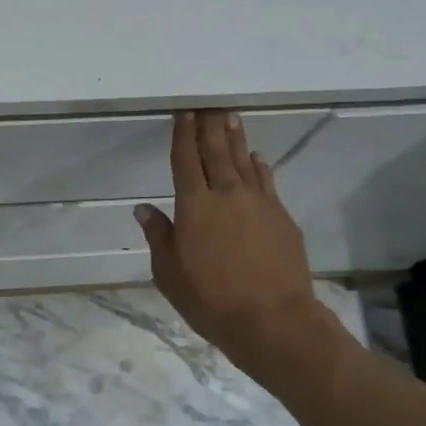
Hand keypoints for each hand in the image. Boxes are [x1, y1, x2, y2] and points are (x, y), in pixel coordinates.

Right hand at [136, 111, 342, 380]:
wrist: (272, 319)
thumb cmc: (210, 299)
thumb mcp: (169, 273)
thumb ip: (158, 236)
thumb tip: (144, 209)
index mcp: (194, 206)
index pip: (185, 161)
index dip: (183, 136)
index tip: (183, 114)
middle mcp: (226, 194)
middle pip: (216, 152)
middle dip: (210, 127)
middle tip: (208, 105)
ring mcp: (258, 203)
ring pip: (243, 161)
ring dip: (235, 138)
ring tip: (230, 117)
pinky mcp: (281, 217)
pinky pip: (267, 181)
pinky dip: (259, 166)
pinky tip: (257, 158)